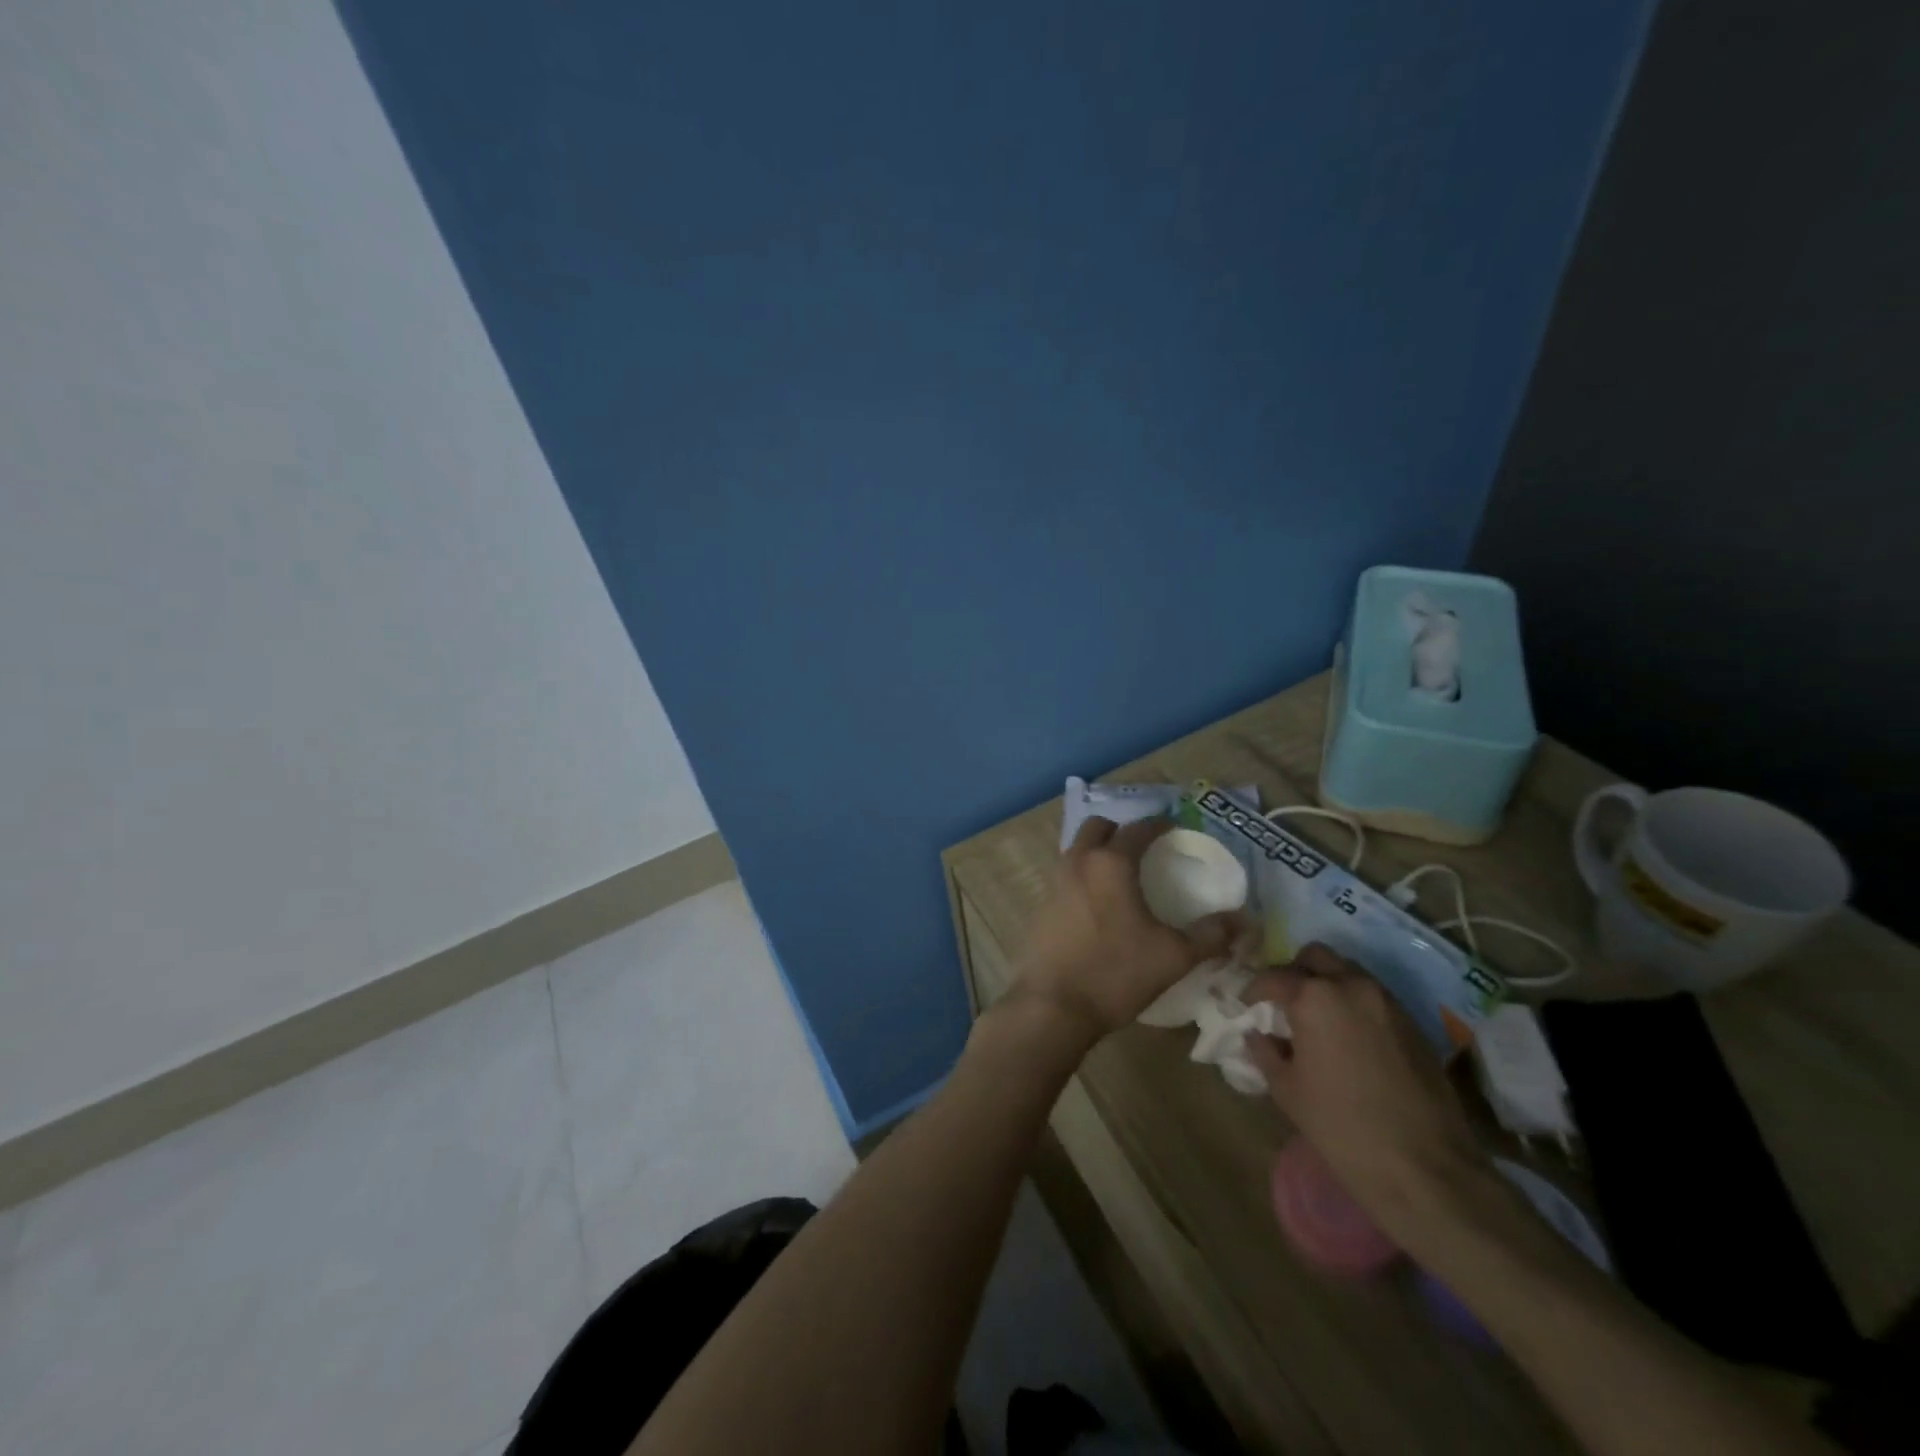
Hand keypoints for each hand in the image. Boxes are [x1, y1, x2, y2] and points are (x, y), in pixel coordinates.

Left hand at [1010, 816, 1239, 1042]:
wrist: (1052, 1005)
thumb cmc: (1115, 973)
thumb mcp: (1173, 956)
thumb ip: (1211, 935)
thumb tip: (1246, 922)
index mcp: (1110, 863)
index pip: (1137, 829)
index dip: (1158, 825)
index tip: (1174, 829)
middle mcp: (1078, 862)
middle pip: (1097, 827)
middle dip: (1120, 830)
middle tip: (1143, 848)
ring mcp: (1054, 882)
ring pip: (1076, 849)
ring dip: (1097, 851)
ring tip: (1122, 875)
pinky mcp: (1041, 905)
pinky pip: (1065, 875)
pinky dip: (1083, 875)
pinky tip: (1099, 904)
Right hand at [1246, 944, 1490, 1240]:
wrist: (1424, 1167)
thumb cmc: (1341, 1126)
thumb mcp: (1287, 1090)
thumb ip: (1266, 1051)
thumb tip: (1258, 1034)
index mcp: (1314, 997)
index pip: (1274, 976)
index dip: (1254, 989)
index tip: (1246, 1005)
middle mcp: (1351, 985)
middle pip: (1315, 956)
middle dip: (1294, 972)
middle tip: (1284, 1002)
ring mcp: (1387, 1002)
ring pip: (1348, 971)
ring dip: (1327, 984)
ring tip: (1317, 1018)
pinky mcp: (1413, 1023)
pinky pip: (1373, 996)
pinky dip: (1354, 1004)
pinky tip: (1348, 1038)